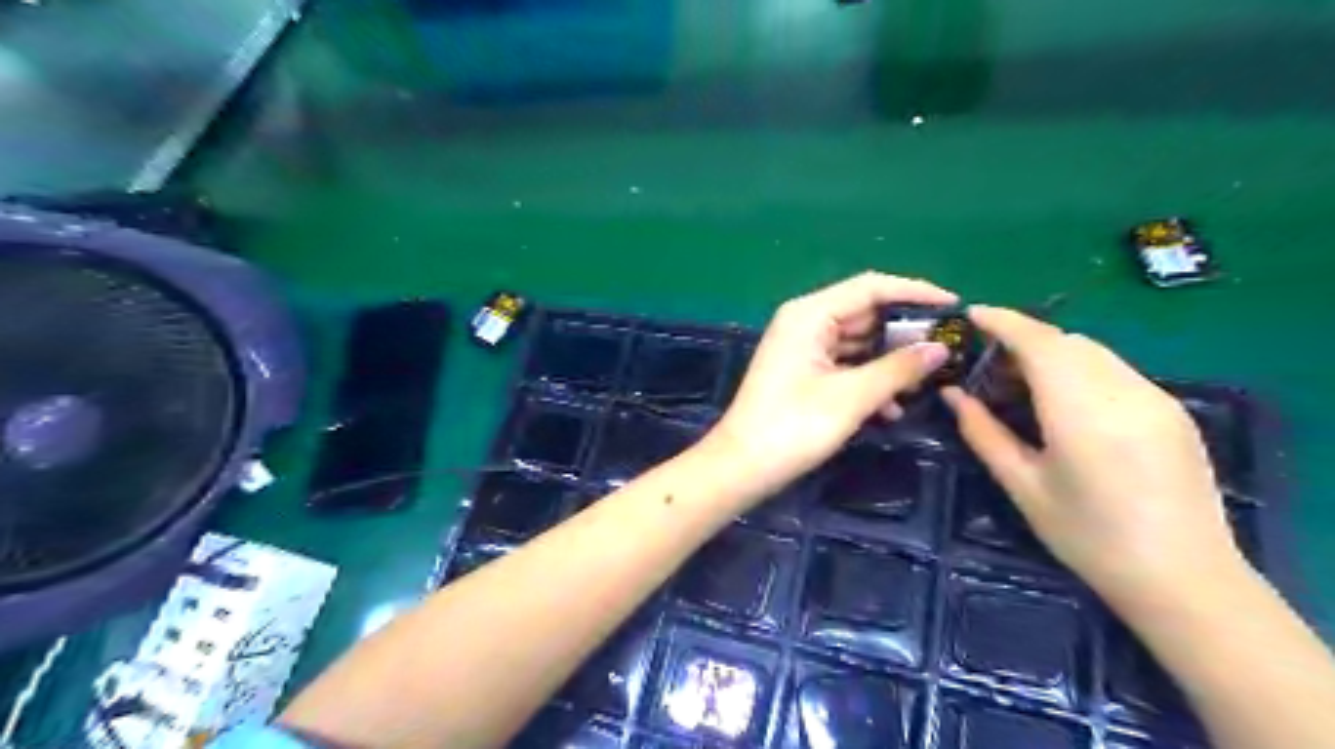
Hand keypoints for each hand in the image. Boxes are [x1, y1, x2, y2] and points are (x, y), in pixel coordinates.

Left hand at [704, 272, 953, 497]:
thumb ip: (898, 368)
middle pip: (865, 313)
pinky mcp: (803, 373)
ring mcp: (803, 348)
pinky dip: (869, 380)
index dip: (915, 292)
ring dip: (890, 361)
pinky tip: (892, 408)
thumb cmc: (794, 426)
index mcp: (810, 314)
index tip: (954, 306)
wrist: (743, 466)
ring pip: (858, 342)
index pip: (871, 287)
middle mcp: (805, 322)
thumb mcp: (852, 396)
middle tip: (948, 348)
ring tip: (927, 381)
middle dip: (905, 332)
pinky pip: (845, 365)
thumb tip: (941, 348)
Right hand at [938, 305, 1240, 613]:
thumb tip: (953, 394)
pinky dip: (1080, 369)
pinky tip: (1064, 403)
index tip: (970, 315)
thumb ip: (984, 432)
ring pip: (1092, 352)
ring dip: (1052, 353)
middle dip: (1023, 339)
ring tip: (1021, 384)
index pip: (1038, 342)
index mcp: (1081, 410)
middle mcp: (1123, 391)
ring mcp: (1154, 397)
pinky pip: (1115, 370)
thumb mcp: (1023, 486)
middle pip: (1066, 341)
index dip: (1002, 321)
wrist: (1184, 578)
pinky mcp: (1171, 410)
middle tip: (987, 364)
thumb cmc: (1088, 536)